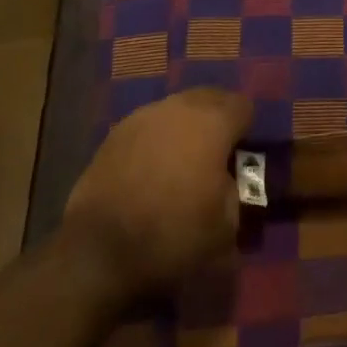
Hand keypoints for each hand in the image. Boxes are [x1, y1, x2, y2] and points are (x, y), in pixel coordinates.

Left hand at [62, 89, 250, 305]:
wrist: (99, 250)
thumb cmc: (171, 235)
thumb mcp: (224, 229)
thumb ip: (235, 193)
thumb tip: (226, 181)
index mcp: (213, 122)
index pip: (243, 105)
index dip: (247, 127)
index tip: (242, 152)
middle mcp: (181, 106)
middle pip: (211, 97)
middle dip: (217, 117)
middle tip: (215, 152)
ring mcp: (146, 115)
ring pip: (178, 107)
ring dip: (186, 125)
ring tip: (182, 159)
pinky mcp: (118, 131)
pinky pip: (150, 124)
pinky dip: (157, 138)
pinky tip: (151, 167)